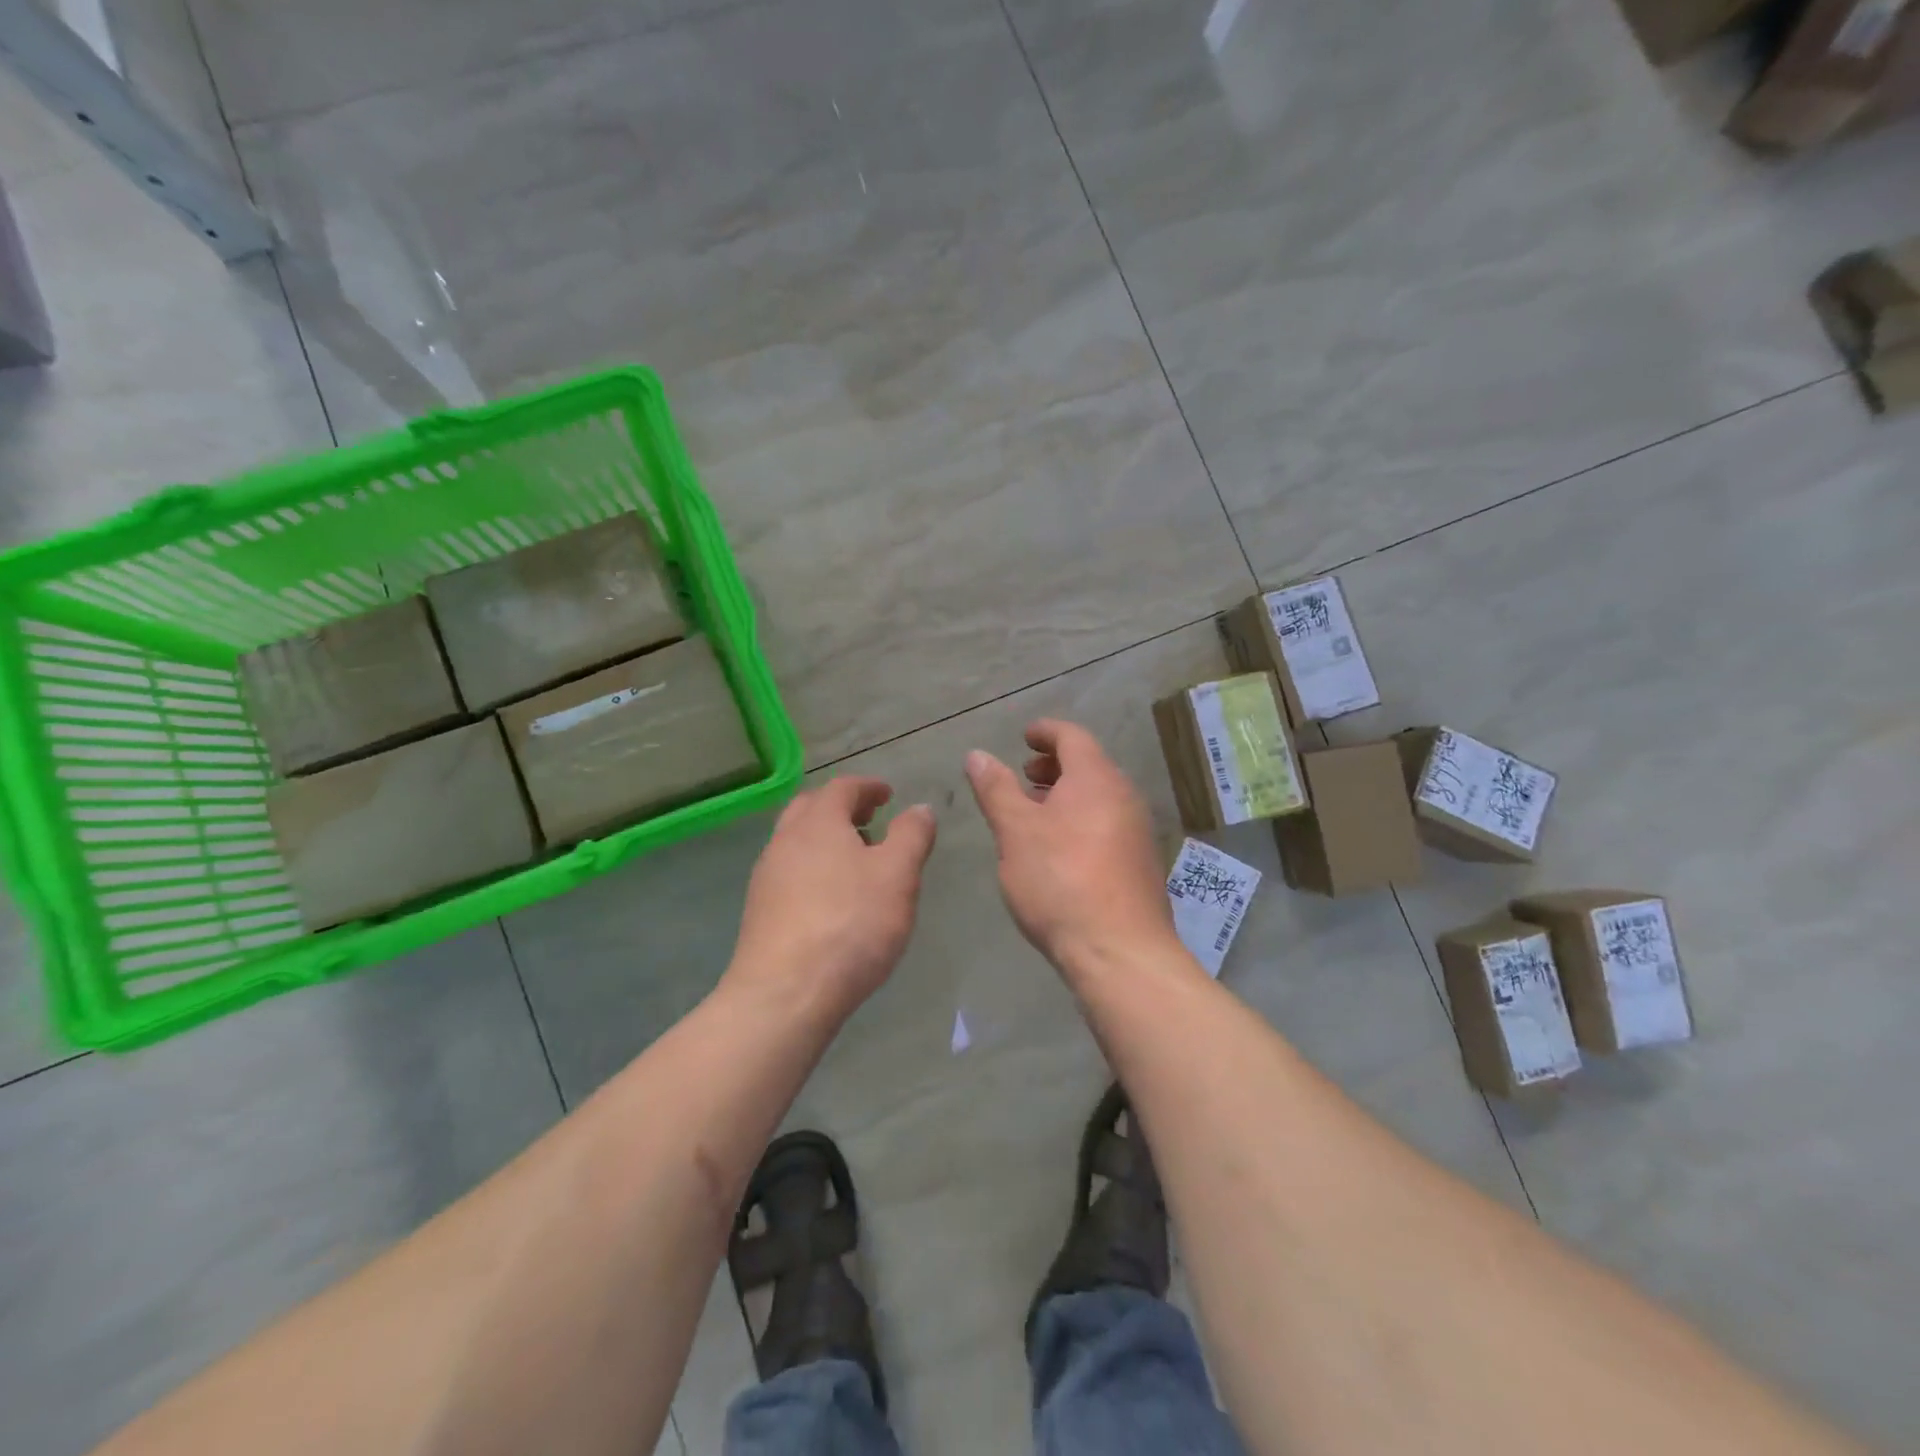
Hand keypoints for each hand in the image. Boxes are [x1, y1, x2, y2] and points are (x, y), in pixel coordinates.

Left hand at [727, 777, 936, 1018]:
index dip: (868, 787)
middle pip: (811, 808)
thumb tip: (920, 808)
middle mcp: (785, 840)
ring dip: (825, 838)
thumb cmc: (851, 924)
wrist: (785, 994)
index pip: (843, 787)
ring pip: (796, 841)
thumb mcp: (898, 875)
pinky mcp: (760, 911)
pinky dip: (813, 867)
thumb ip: (912, 835)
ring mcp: (767, 876)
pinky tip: (832, 897)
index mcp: (818, 822)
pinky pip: (789, 872)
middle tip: (870, 820)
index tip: (888, 795)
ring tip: (856, 860)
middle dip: (842, 808)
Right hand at [965, 719, 1177, 973]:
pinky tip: (1058, 851)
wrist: (1120, 951)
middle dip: (1053, 766)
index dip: (1045, 732)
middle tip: (1023, 776)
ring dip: (1065, 795)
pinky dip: (1080, 821)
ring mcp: (1137, 831)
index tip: (1024, 737)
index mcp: (1096, 779)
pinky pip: (1107, 824)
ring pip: (1098, 797)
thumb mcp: (1016, 832)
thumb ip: (996, 789)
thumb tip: (978, 755)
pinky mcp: (1140, 864)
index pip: (1072, 736)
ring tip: (1034, 814)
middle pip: (1088, 765)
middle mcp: (1124, 796)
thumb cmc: (1061, 880)